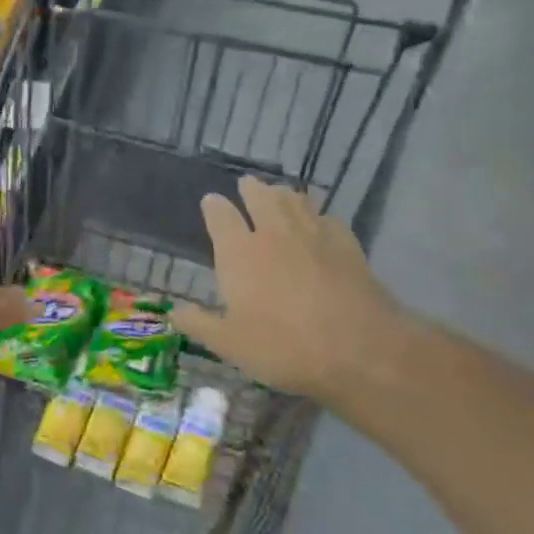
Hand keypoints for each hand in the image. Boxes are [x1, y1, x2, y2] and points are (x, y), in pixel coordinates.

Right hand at [172, 177, 409, 406]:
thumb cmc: (283, 346)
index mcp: (239, 252)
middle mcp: (274, 234)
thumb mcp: (230, 344)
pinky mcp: (347, 245)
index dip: (213, 206)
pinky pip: (328, 218)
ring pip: (296, 201)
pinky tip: (319, 221)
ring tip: (278, 193)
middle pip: (261, 197)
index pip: (221, 216)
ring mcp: (314, 235)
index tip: (210, 200)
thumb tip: (174, 311)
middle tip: (247, 184)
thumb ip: (200, 323)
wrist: (360, 349)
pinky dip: (318, 214)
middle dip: (251, 189)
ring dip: (283, 194)